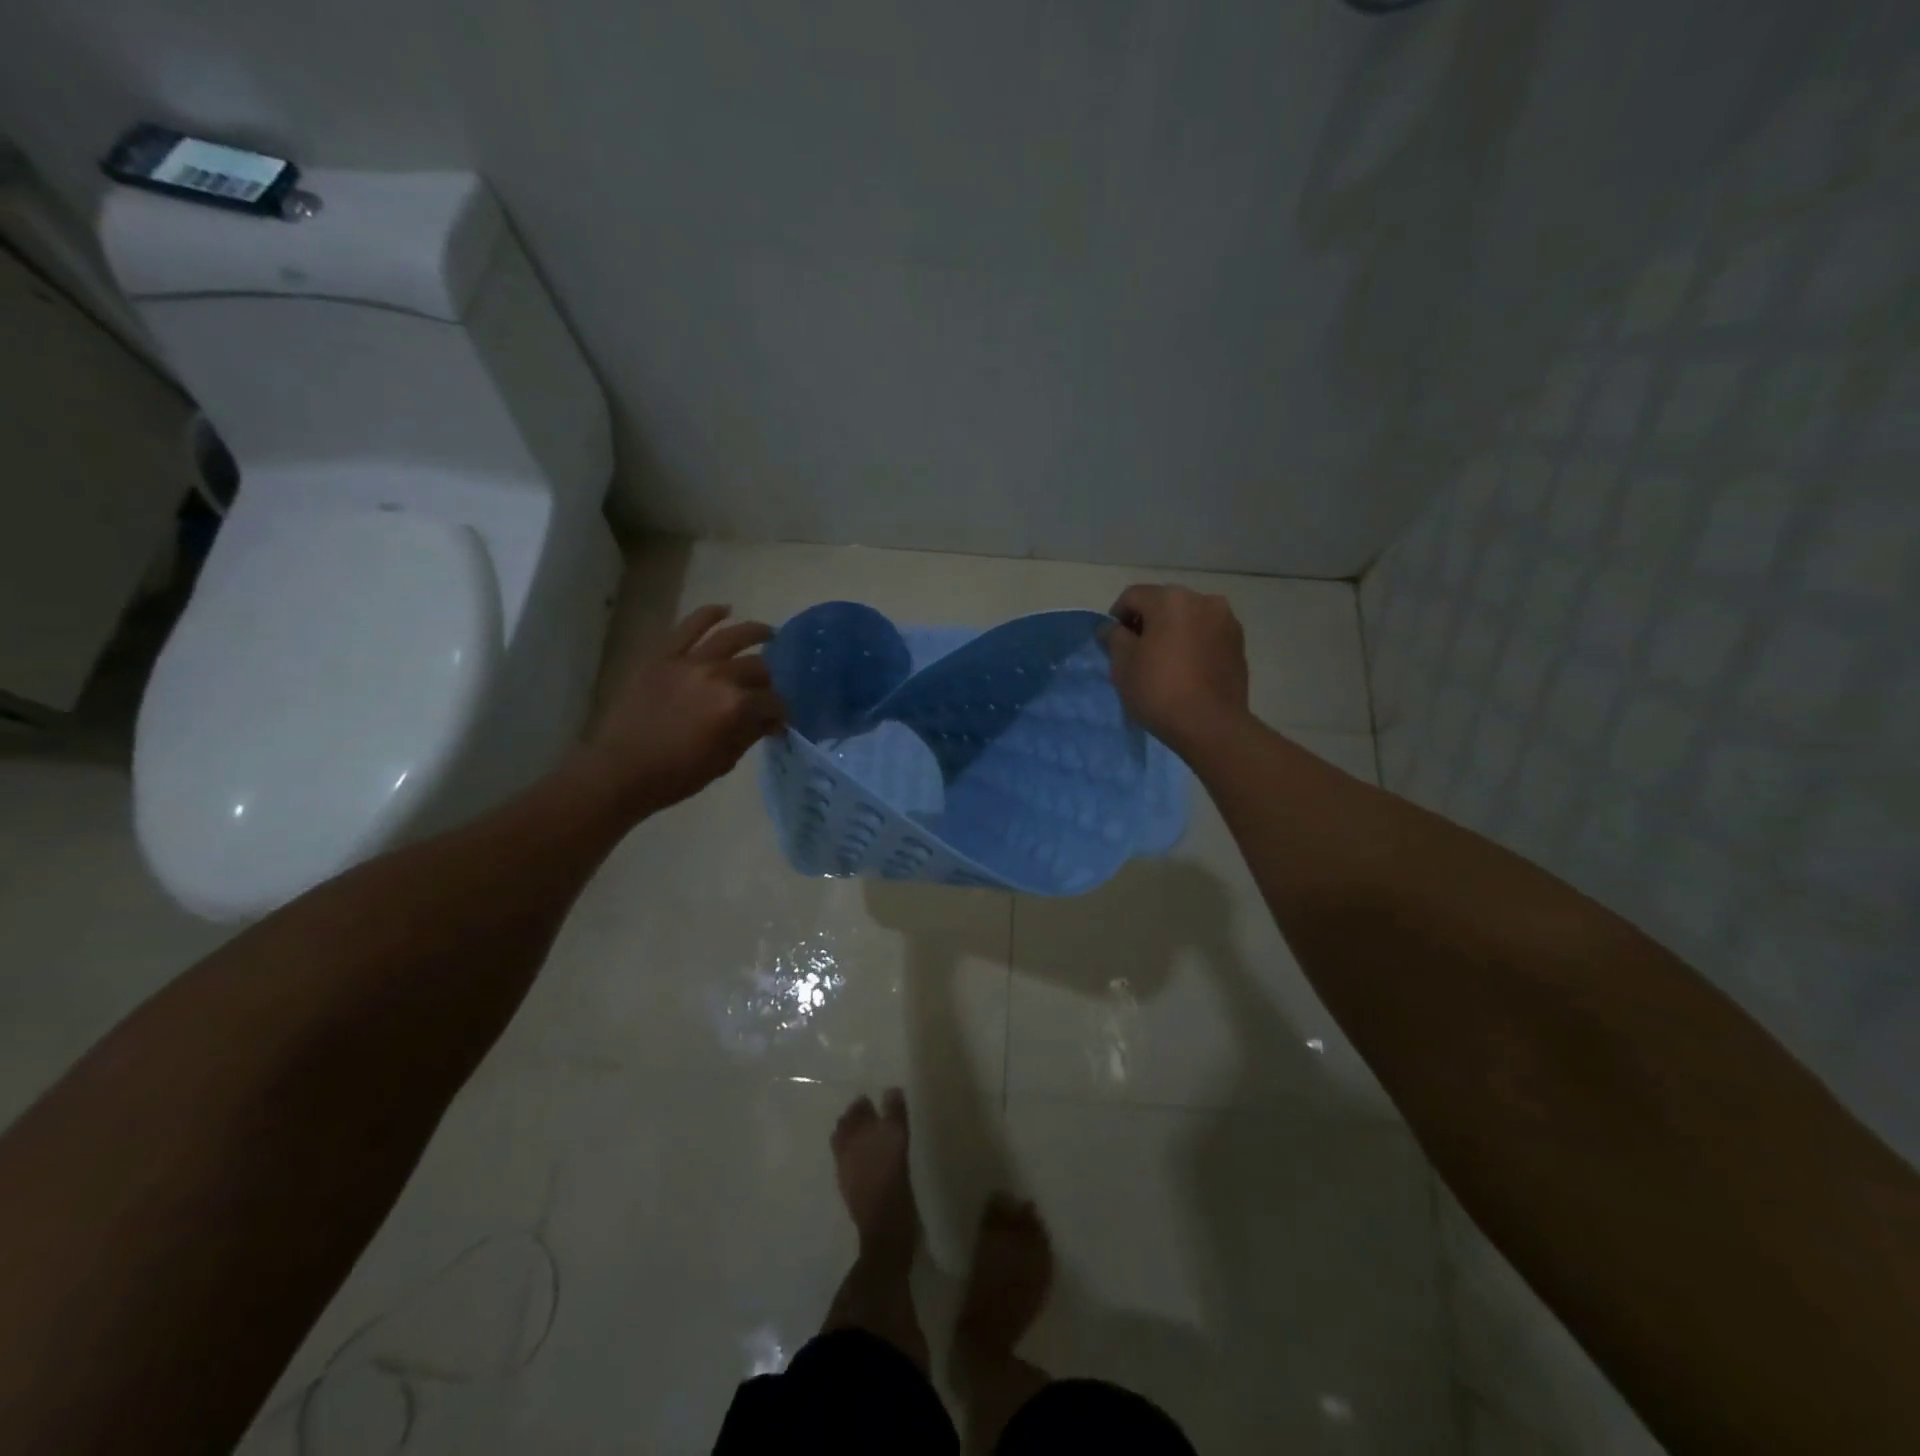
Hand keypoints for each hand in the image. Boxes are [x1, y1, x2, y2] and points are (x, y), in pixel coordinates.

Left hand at [575, 605, 784, 815]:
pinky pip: (689, 626)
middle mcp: (718, 676)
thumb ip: (750, 733)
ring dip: (755, 632)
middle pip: (757, 668)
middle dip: (768, 681)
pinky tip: (725, 609)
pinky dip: (709, 614)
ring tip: (768, 633)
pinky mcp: (663, 656)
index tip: (779, 720)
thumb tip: (769, 720)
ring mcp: (689, 662)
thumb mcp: (724, 761)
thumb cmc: (676, 775)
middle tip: (767, 689)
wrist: (621, 771)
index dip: (780, 712)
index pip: (773, 702)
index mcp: (736, 706)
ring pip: (731, 637)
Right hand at [1104, 585, 1251, 758]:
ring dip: (1172, 632)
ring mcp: (1226, 621)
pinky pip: (1207, 634)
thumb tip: (1112, 628)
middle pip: (1163, 603)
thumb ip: (1114, 638)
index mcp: (1170, 599)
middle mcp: (1202, 600)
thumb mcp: (1122, 664)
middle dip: (1147, 622)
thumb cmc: (1159, 690)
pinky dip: (1193, 643)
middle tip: (1136, 653)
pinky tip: (1186, 669)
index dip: (1116, 617)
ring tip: (1164, 662)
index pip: (1132, 596)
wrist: (1211, 725)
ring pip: (1188, 618)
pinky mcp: (1239, 643)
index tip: (1112, 643)